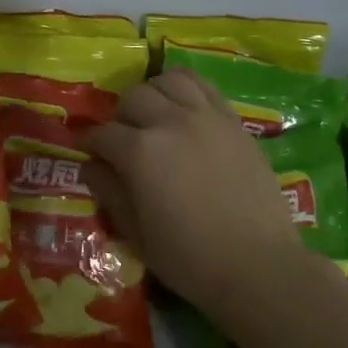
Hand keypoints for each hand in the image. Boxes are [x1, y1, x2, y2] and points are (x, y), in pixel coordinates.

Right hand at [84, 69, 300, 321]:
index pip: (103, 133)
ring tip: (154, 116)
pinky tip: (183, 109)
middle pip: (133, 98)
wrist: (259, 266)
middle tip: (122, 139)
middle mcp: (170, 122)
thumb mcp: (136, 234)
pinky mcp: (233, 120)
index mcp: (140, 151)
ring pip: (168, 81)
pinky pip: (203, 86)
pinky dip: (185, 89)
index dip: (90, 142)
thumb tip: (91, 165)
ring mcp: (205, 116)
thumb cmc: (190, 259)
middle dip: (120, 117)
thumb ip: (109, 192)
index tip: (87, 151)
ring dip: (153, 94)